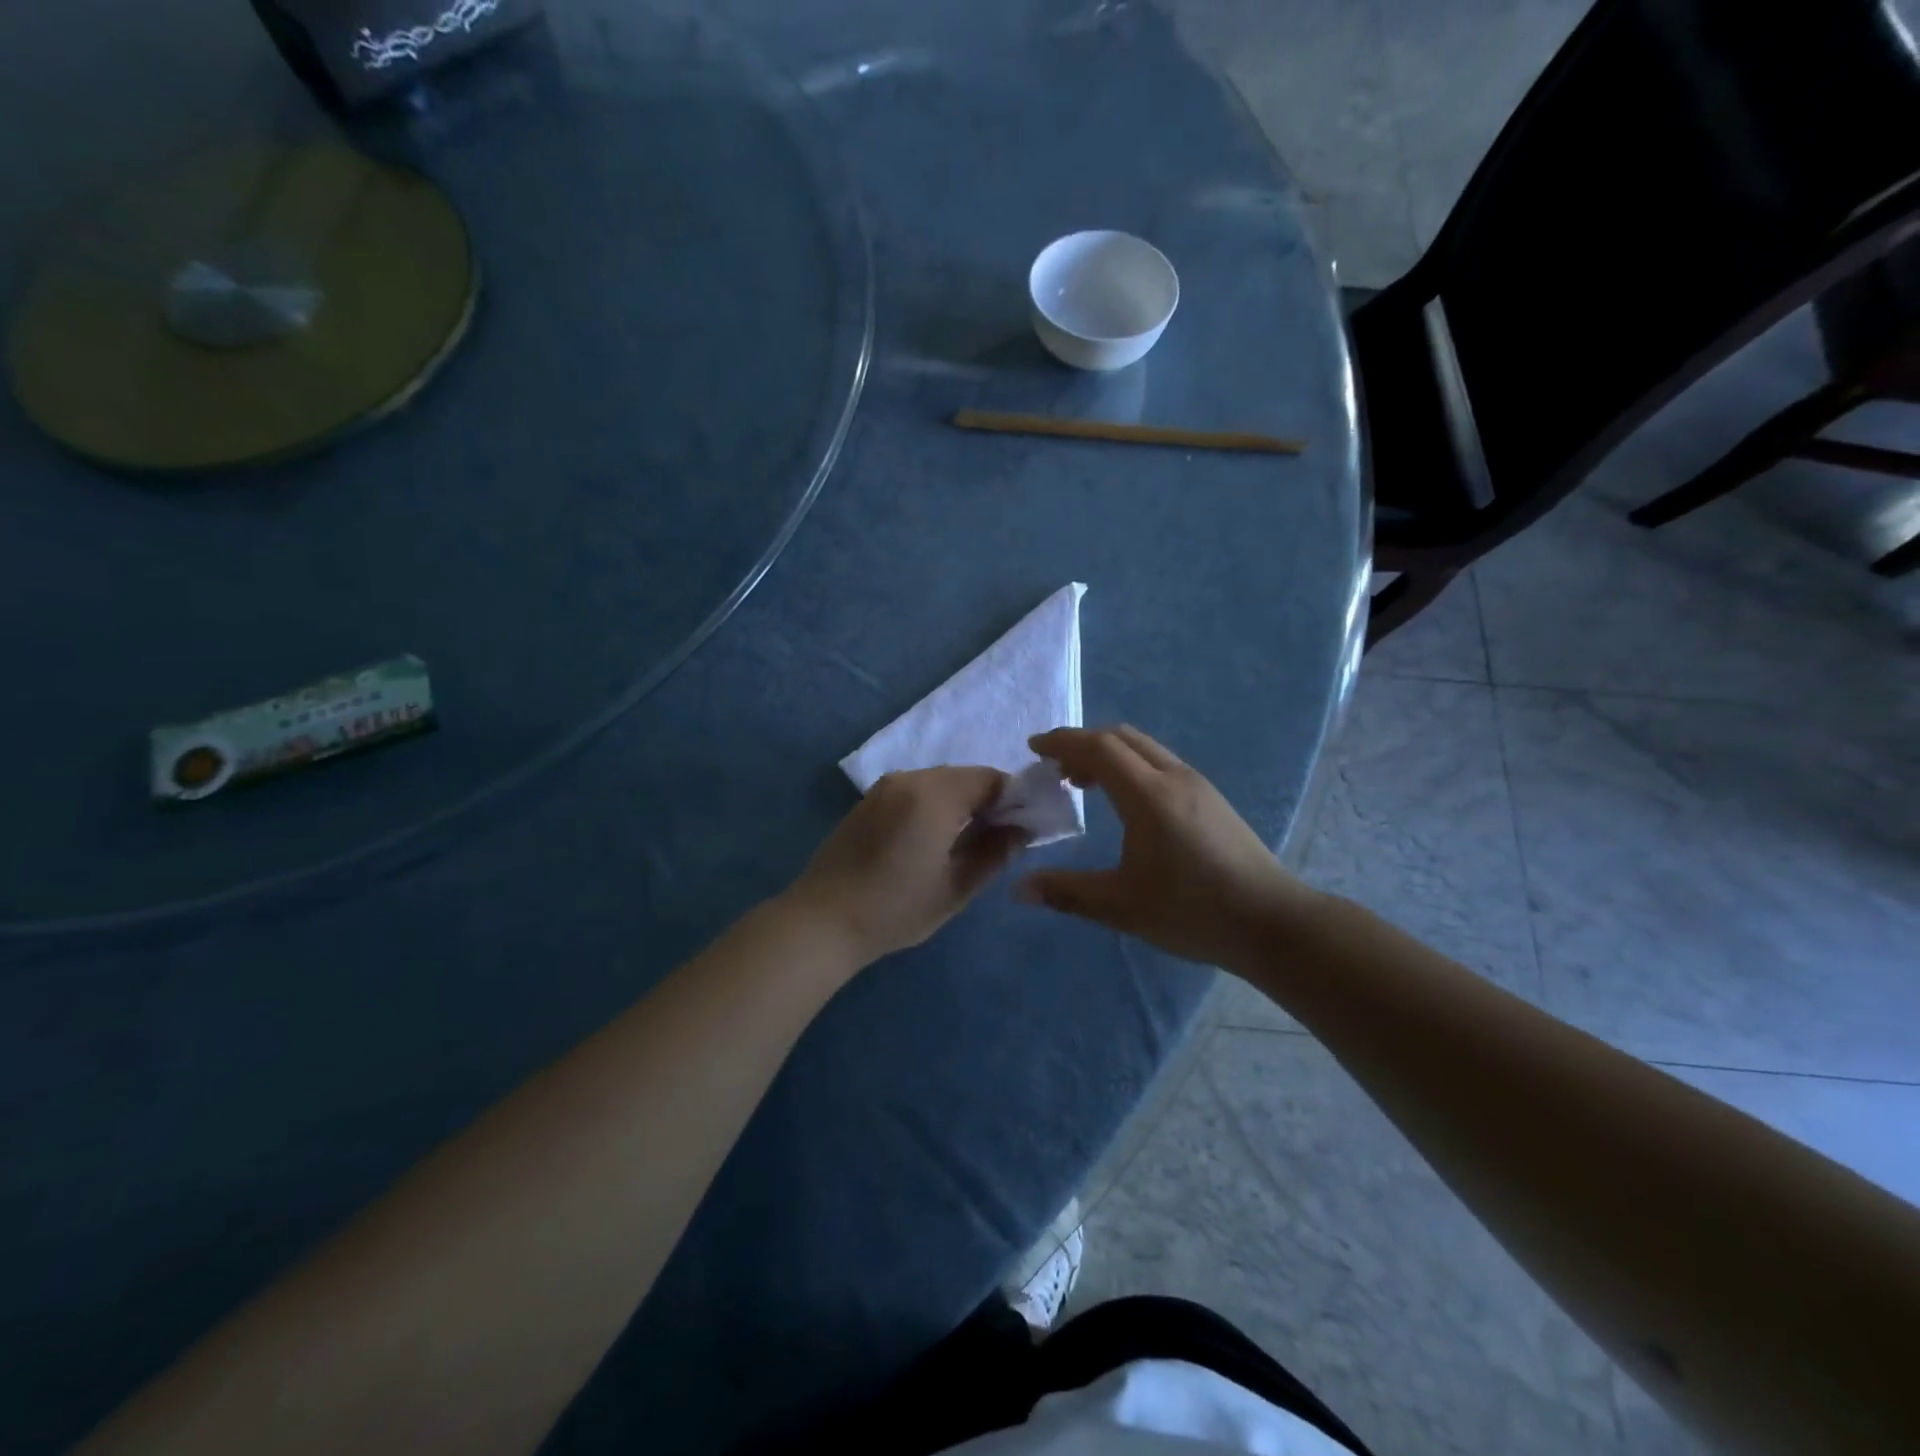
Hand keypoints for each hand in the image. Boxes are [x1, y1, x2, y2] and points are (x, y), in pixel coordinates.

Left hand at [786, 767, 1024, 966]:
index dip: (1013, 799)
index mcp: (934, 794)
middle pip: (963, 776)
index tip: (1021, 829)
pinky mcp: (867, 802)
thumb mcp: (956, 887)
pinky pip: (913, 791)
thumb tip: (1021, 831)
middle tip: (996, 840)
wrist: (822, 920)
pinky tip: (930, 841)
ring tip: (963, 844)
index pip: (990, 778)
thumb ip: (994, 853)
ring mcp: (883, 788)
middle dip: (986, 801)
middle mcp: (909, 779)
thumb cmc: (895, 908)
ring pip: (938, 783)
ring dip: (959, 804)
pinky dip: (932, 806)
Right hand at [1017, 726, 1321, 968]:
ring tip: (1084, 784)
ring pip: (1144, 748)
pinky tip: (1125, 802)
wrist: (1272, 923)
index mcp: (1148, 794)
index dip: (1062, 742)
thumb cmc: (1192, 911)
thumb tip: (1018, 889)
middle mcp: (1173, 776)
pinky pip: (1159, 762)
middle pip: (1121, 738)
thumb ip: (1066, 893)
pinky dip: (1131, 766)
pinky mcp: (1211, 798)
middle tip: (1055, 770)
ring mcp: (1197, 784)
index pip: (1098, 747)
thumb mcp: (1121, 906)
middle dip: (1082, 744)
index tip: (1034, 748)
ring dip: (1108, 754)